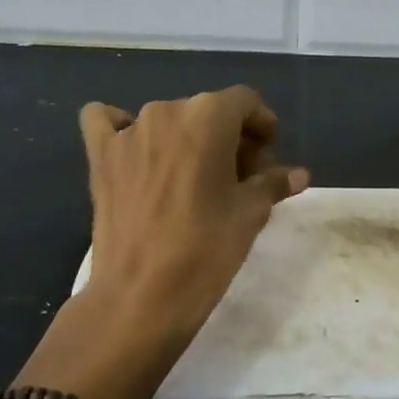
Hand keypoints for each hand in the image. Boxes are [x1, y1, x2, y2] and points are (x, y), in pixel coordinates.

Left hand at [78, 86, 308, 340]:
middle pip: (208, 111)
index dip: (263, 126)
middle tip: (241, 180)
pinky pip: (107, 122)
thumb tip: (299, 175)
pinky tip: (138, 155)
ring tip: (198, 181)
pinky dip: (123, 129)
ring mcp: (127, 132)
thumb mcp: (250, 214)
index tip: (268, 159)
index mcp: (208, 117)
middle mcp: (165, 111)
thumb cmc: (207, 249)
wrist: (142, 295)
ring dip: (189, 140)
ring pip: (169, 121)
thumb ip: (274, 183)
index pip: (245, 102)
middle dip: (230, 138)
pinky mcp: (99, 157)